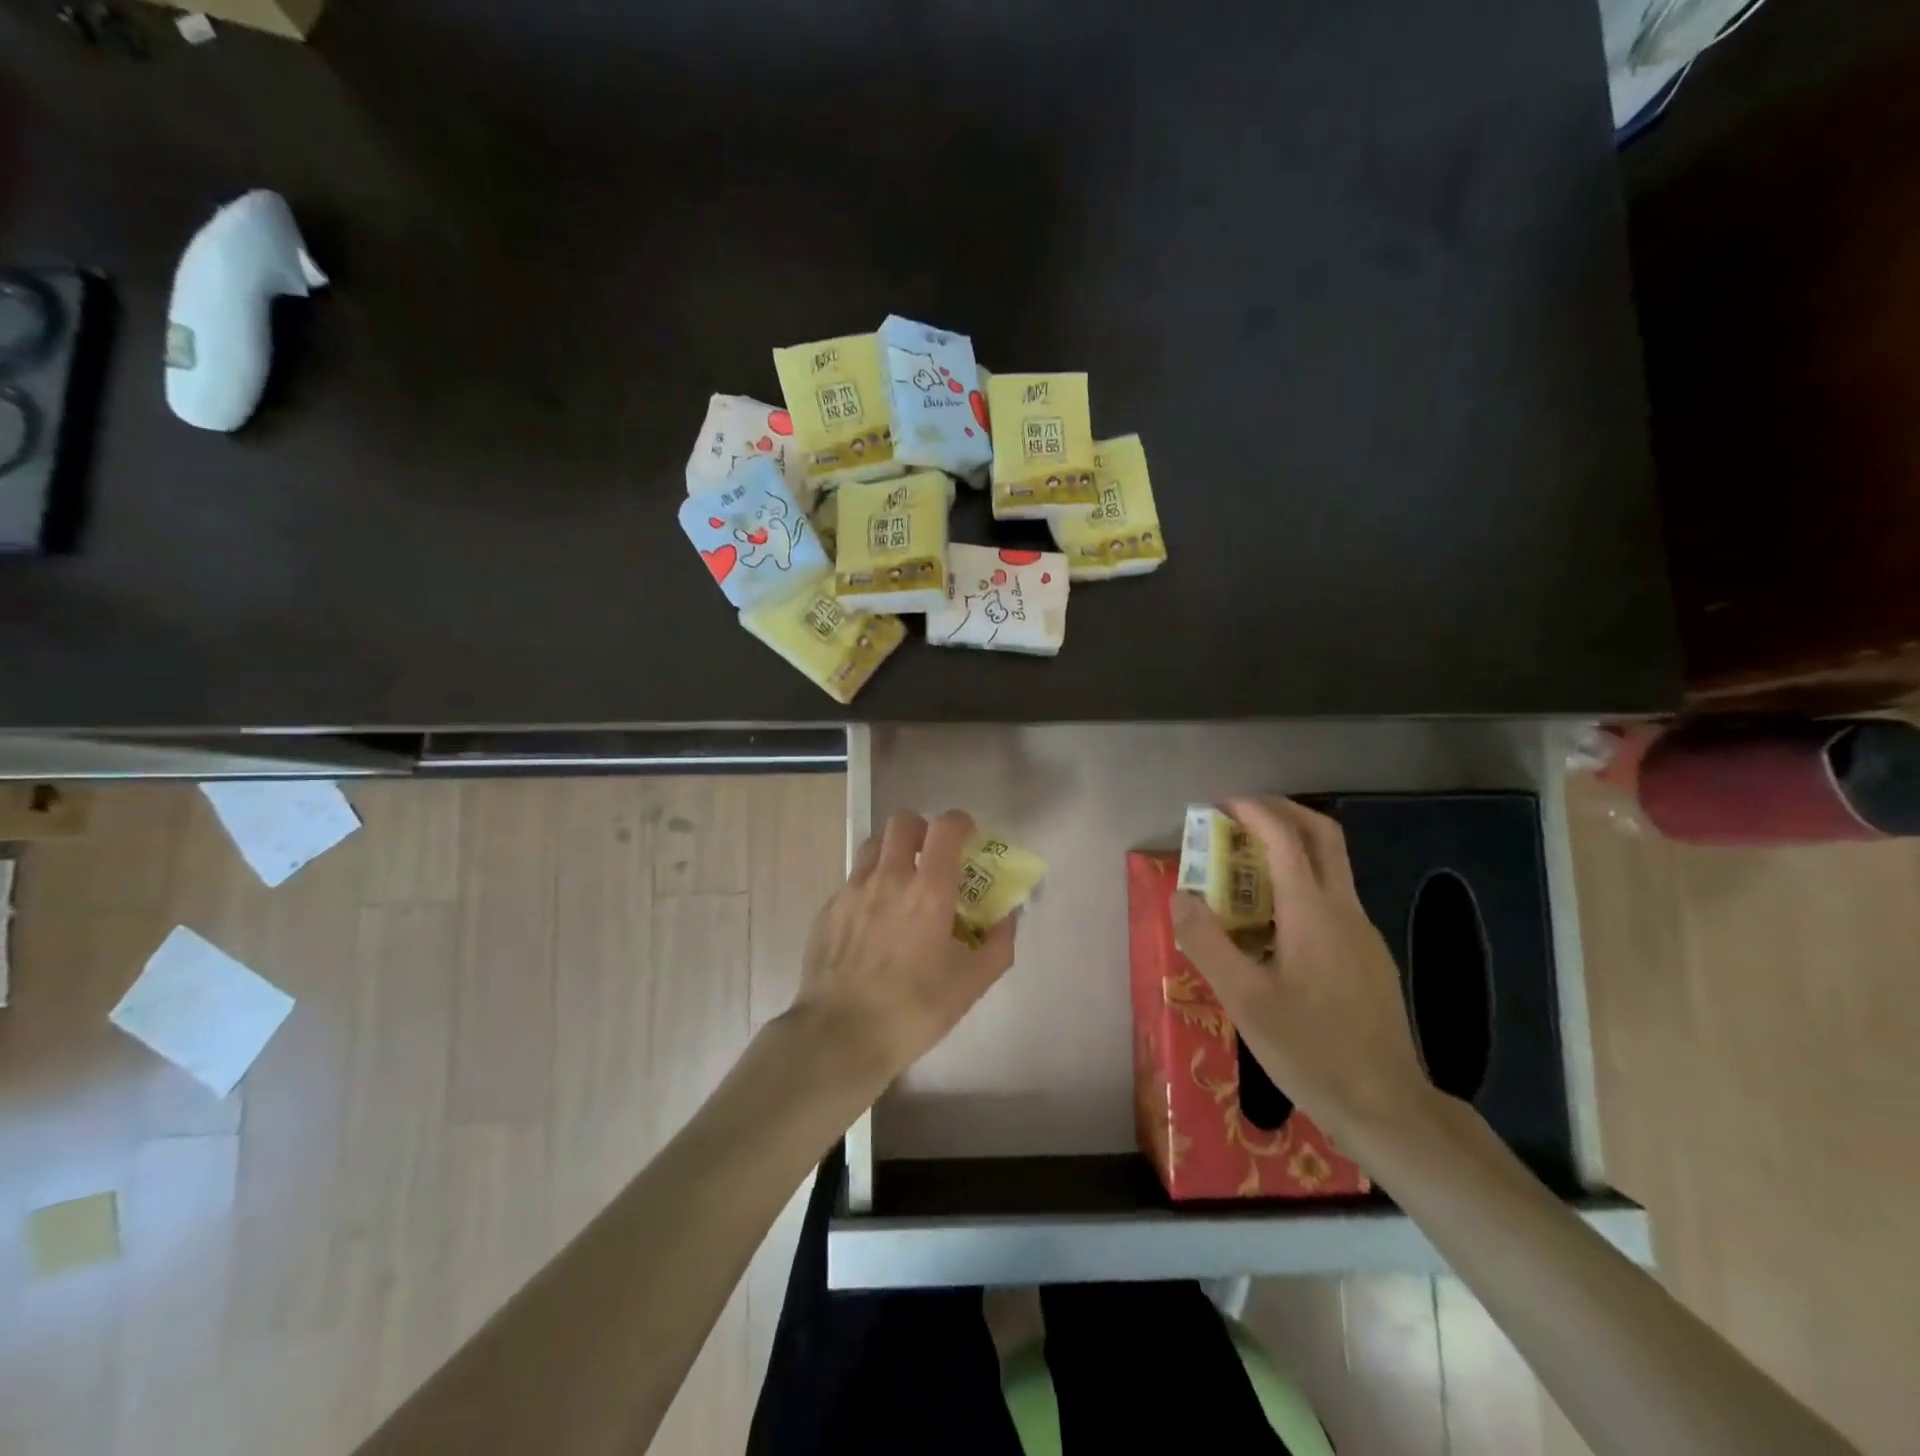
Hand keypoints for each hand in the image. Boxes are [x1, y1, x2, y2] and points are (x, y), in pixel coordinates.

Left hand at [787, 808, 1017, 1090]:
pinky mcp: (828, 909)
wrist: (840, 1035)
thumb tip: (1008, 917)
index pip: (945, 827)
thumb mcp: (971, 984)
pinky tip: (874, 920)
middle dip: (922, 829)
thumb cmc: (914, 1010)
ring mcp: (853, 890)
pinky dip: (870, 885)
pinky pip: (853, 880)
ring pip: (874, 844)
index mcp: (928, 890)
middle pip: (902, 822)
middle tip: (932, 856)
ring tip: (902, 882)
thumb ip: (998, 945)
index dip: (960, 823)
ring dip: (893, 851)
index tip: (968, 837)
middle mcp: (889, 878)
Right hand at [1169, 796, 1434, 1145]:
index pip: (1285, 838)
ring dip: (1290, 848)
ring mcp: (1362, 933)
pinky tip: (1272, 924)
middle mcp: (1344, 910)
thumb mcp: (1243, 999)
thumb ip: (1207, 941)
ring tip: (1244, 868)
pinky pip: (1331, 899)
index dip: (1252, 812)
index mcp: (1313, 912)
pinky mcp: (1367, 957)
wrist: (1387, 1107)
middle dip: (1282, 812)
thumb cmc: (1310, 1050)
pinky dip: (1299, 884)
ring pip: (1330, 867)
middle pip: (1322, 836)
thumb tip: (1181, 896)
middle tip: (1239, 815)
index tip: (1219, 805)